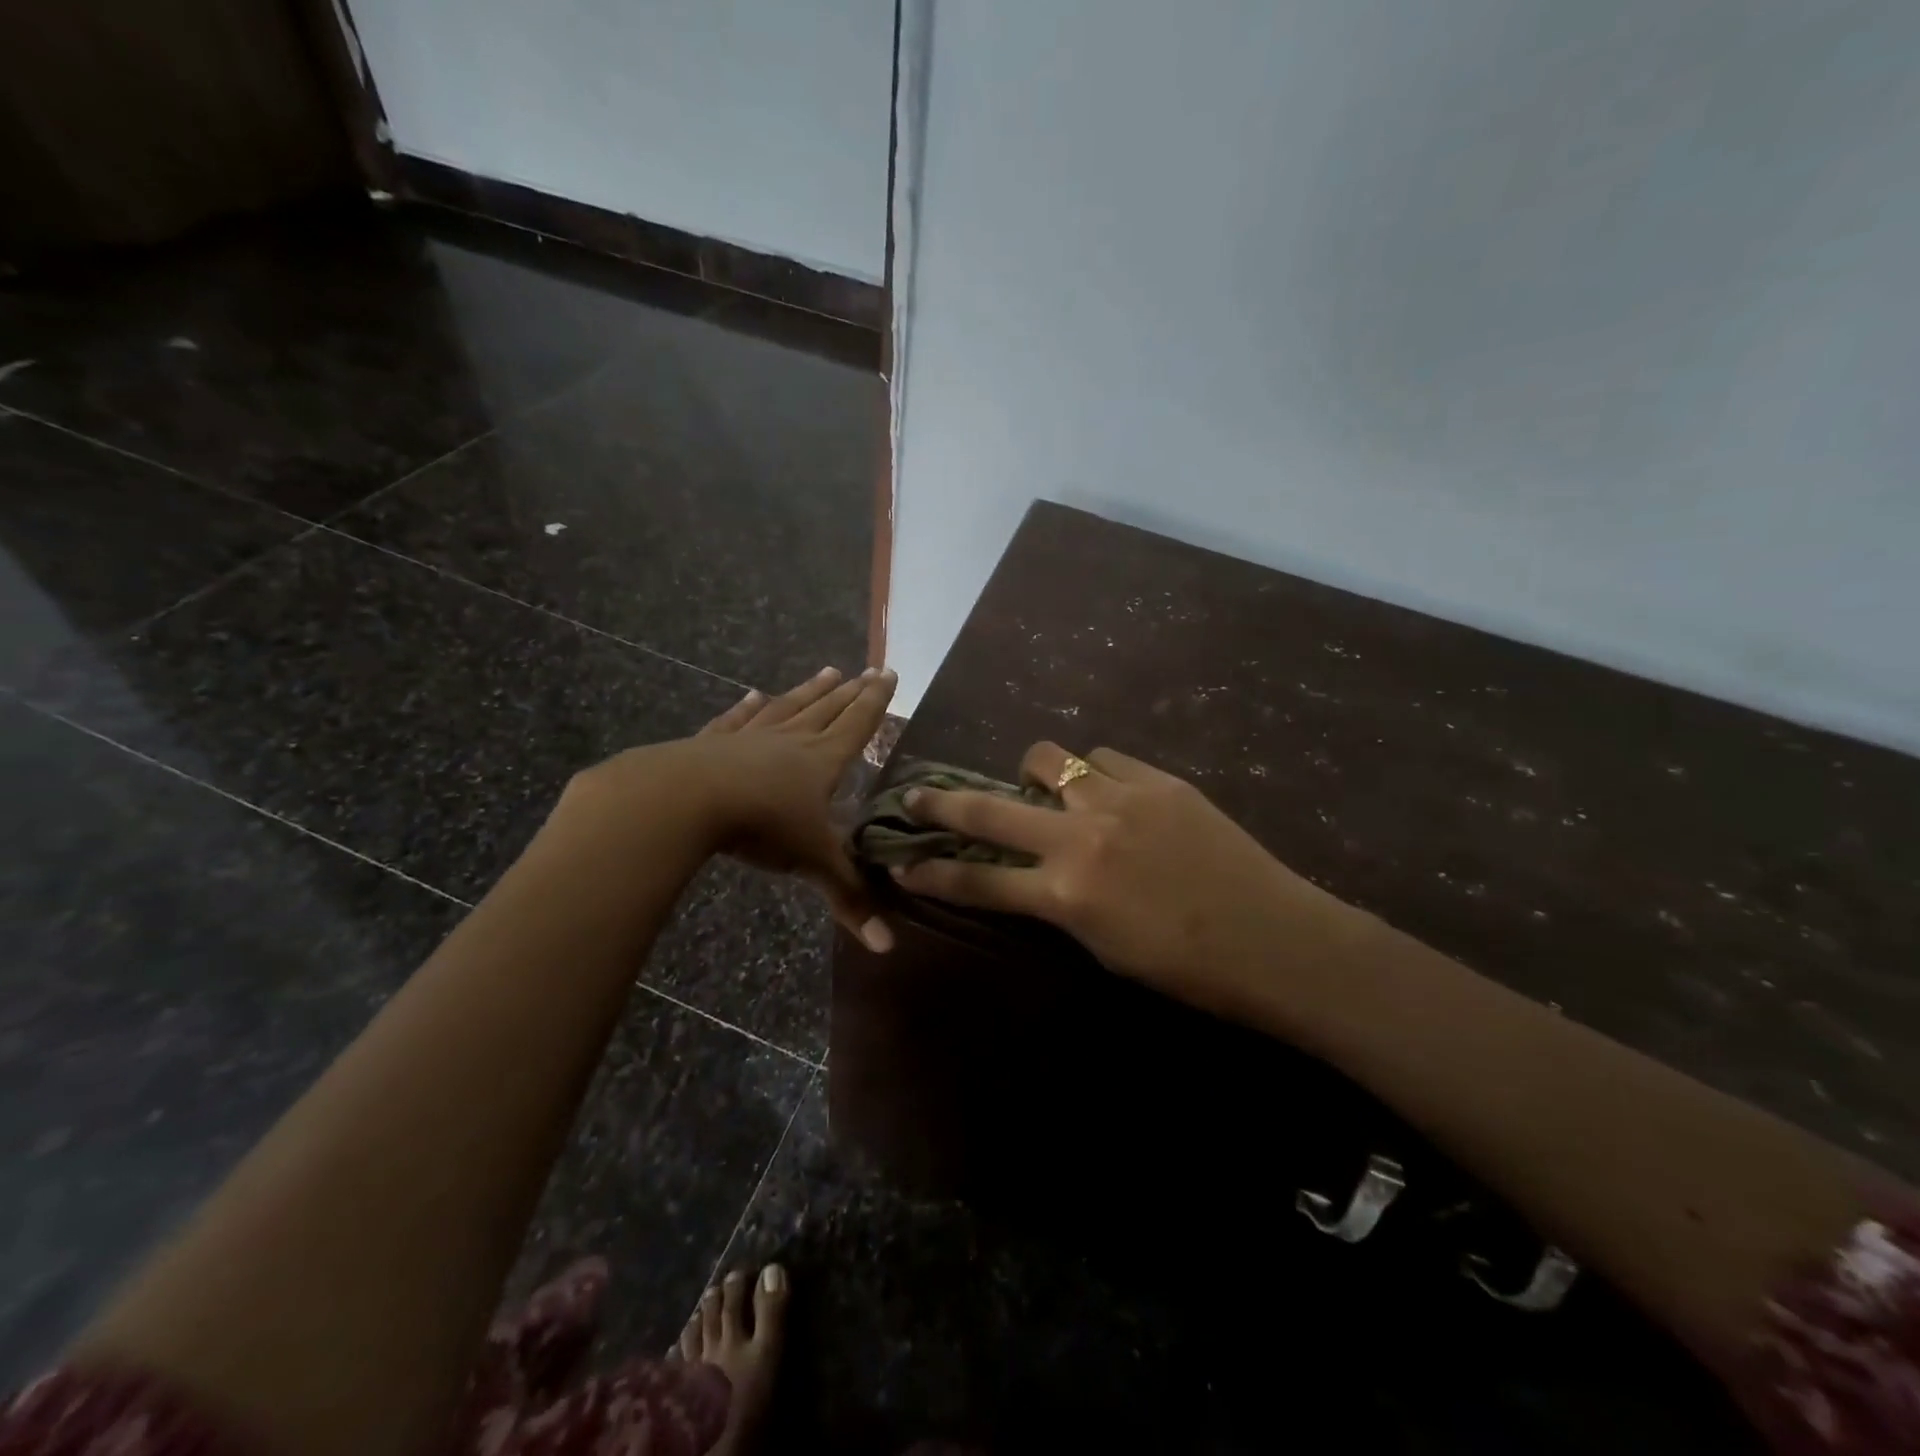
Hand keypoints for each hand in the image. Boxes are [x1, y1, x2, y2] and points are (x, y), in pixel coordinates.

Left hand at [563, 667, 896, 949]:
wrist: (684, 800)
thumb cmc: (760, 825)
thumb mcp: (811, 862)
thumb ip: (849, 898)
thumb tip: (888, 947)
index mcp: (821, 762)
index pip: (857, 725)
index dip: (876, 702)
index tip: (890, 673)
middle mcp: (790, 741)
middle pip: (828, 710)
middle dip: (851, 692)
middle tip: (869, 669)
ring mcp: (749, 738)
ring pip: (788, 707)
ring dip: (809, 691)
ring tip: (828, 671)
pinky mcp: (712, 743)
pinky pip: (737, 720)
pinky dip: (747, 707)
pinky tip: (754, 694)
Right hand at [891, 741, 1357, 1018]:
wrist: (1275, 939)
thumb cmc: (1187, 968)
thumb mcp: (1103, 947)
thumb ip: (1059, 905)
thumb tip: (1033, 875)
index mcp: (1065, 894)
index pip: (978, 880)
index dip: (933, 872)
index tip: (902, 863)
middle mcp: (1080, 838)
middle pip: (988, 810)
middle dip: (941, 804)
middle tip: (915, 796)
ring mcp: (1118, 799)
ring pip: (1049, 759)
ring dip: (1036, 776)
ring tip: (1048, 791)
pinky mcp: (1157, 780)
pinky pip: (1104, 758)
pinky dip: (1094, 773)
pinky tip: (1111, 792)